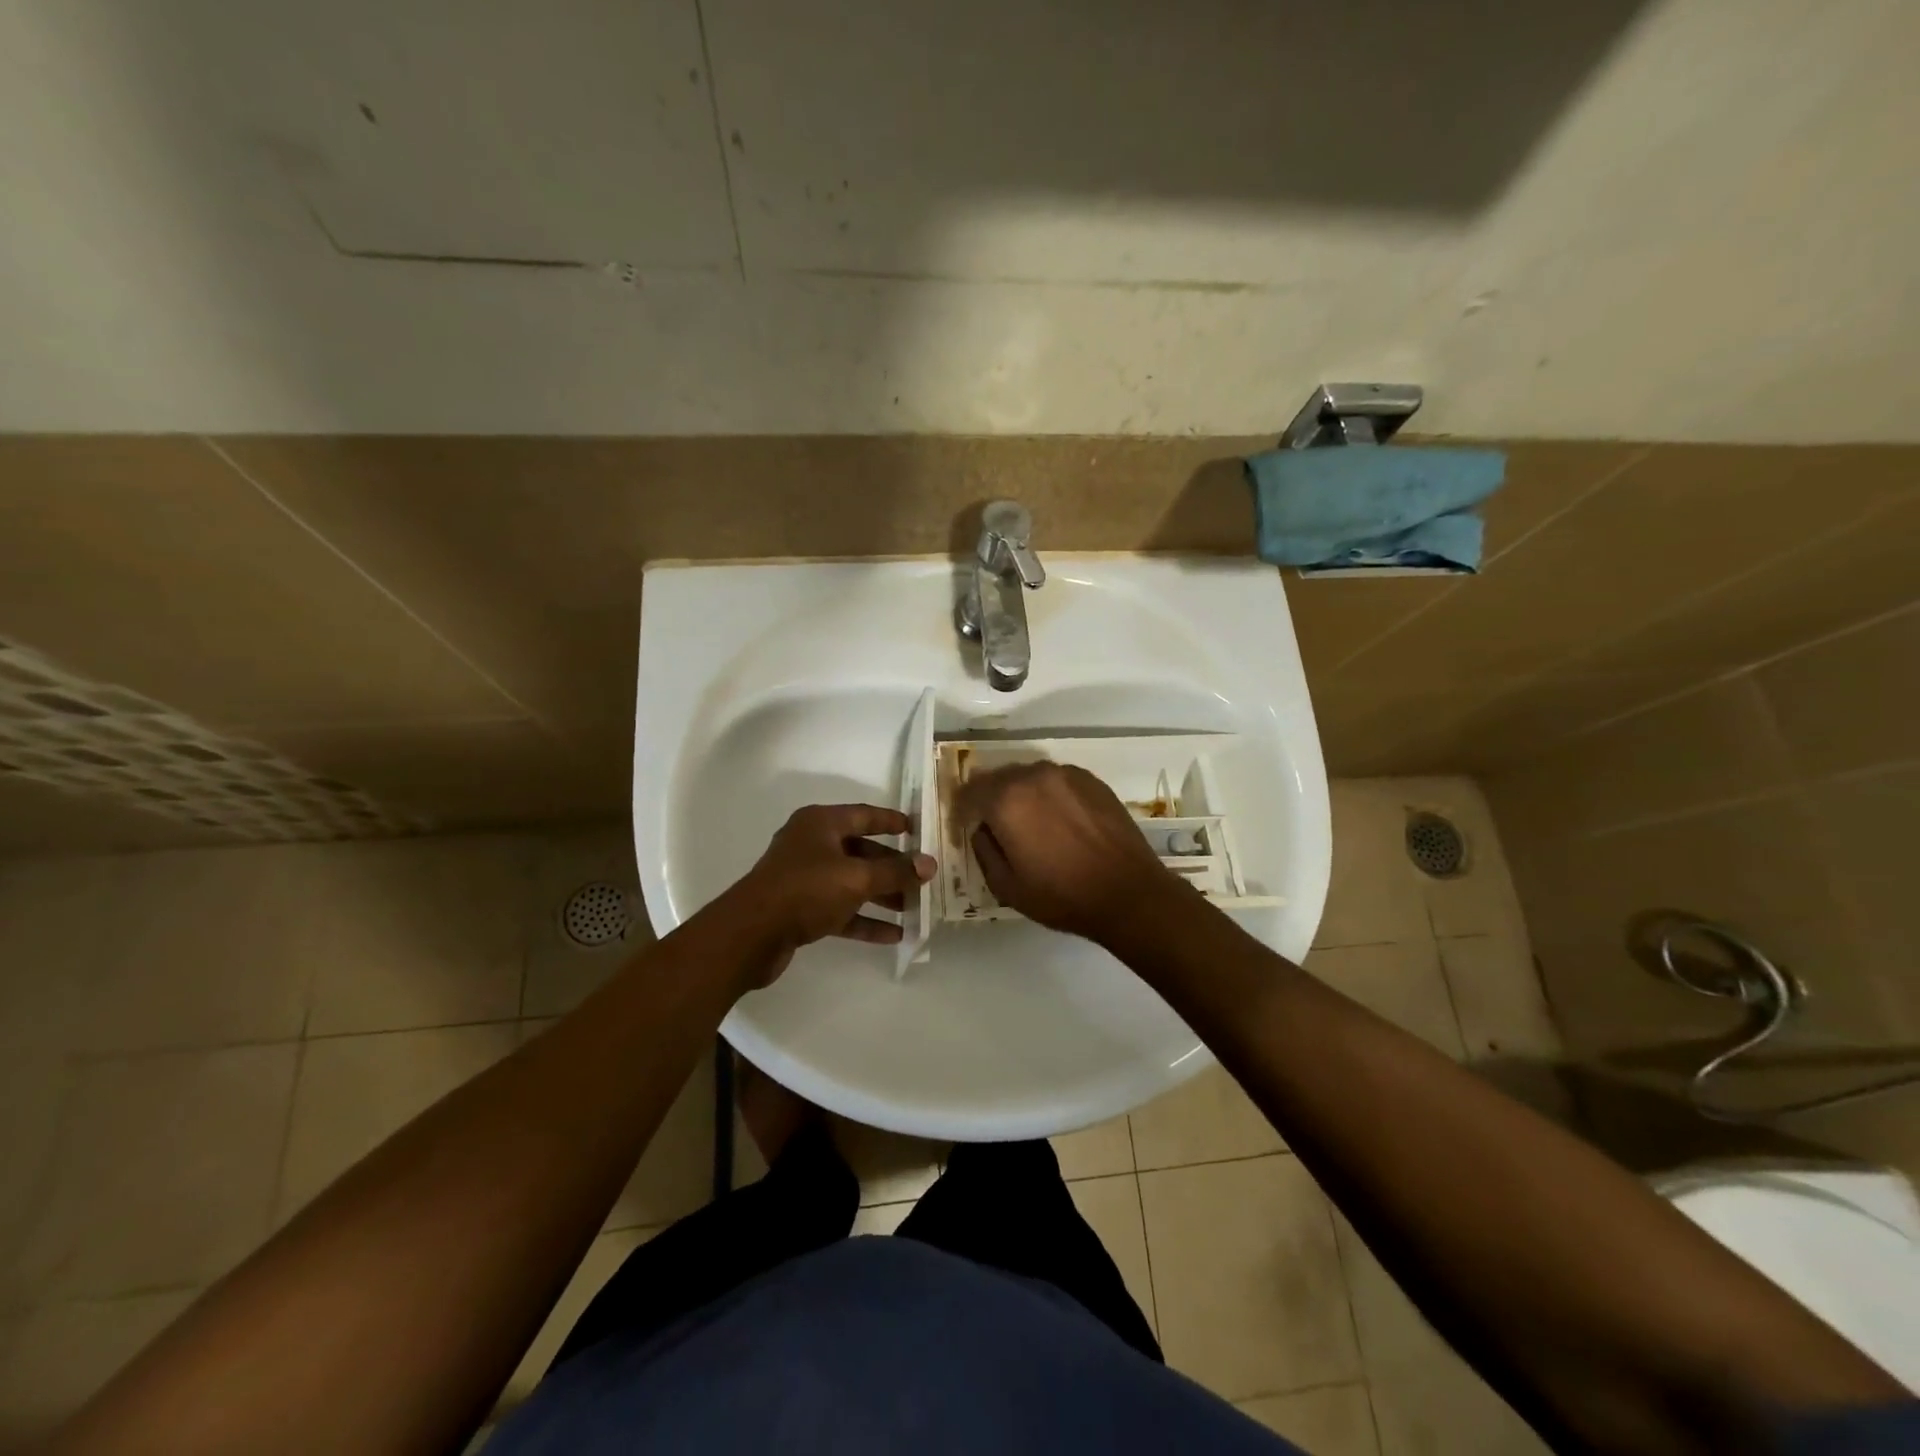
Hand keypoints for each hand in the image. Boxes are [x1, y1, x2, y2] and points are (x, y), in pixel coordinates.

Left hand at [729, 804, 935, 980]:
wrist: (750, 935)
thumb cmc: (806, 890)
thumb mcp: (857, 878)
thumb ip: (895, 872)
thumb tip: (929, 864)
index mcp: (820, 824)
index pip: (864, 815)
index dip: (891, 821)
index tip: (917, 828)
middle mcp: (811, 845)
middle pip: (860, 851)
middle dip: (891, 867)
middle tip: (921, 878)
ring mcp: (803, 878)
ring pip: (851, 882)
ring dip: (881, 895)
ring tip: (912, 909)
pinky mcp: (799, 909)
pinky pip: (839, 909)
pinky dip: (863, 919)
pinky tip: (892, 935)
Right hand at [954, 762, 1179, 944]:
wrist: (1129, 893)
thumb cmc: (1061, 896)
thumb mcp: (1006, 886)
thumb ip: (983, 850)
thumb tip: (982, 829)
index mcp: (1006, 800)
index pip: (969, 792)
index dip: (962, 810)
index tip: (965, 827)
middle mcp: (1033, 775)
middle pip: (998, 778)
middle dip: (990, 799)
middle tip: (996, 827)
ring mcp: (1065, 774)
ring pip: (1028, 776)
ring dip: (1020, 795)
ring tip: (1031, 824)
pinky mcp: (1092, 780)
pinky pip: (1056, 780)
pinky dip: (1049, 794)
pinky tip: (1060, 821)